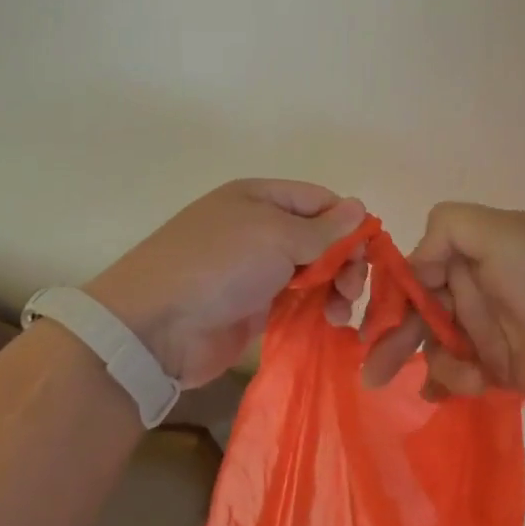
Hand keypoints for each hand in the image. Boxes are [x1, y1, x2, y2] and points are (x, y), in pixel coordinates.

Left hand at [86, 179, 366, 387]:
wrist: (156, 327)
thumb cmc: (219, 266)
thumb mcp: (276, 236)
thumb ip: (323, 228)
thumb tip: (359, 207)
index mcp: (261, 198)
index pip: (320, 201)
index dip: (348, 224)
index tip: (368, 255)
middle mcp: (259, 229)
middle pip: (319, 238)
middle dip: (343, 261)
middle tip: (350, 290)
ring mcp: (255, 270)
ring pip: (311, 272)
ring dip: (333, 289)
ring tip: (338, 313)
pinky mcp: (253, 308)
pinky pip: (295, 303)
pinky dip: (315, 310)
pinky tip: (329, 324)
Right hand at [363, 202, 524, 402]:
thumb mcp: (501, 232)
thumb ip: (449, 228)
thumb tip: (414, 264)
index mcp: (466, 254)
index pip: (413, 272)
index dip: (392, 296)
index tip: (376, 324)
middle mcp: (469, 290)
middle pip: (415, 314)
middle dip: (393, 340)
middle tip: (374, 373)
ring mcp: (482, 331)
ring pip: (433, 348)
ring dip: (434, 364)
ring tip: (459, 378)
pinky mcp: (497, 369)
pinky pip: (457, 378)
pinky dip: (451, 385)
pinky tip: (464, 389)